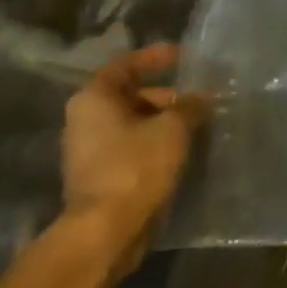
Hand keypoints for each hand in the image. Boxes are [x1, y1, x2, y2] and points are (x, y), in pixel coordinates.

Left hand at [62, 43, 202, 271]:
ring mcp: (89, 150)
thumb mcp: (173, 128)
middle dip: (167, 95)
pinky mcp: (100, 175)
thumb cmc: (136, 165)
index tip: (184, 56)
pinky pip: (132, 147)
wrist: (107, 230)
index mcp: (94, 98)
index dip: (156, 57)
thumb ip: (190, 106)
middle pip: (130, 95)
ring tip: (199, 123)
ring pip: (133, 123)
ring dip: (164, 121)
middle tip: (200, 97)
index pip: (126, 64)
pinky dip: (155, 143)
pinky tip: (184, 148)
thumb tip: (201, 98)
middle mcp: (85, 119)